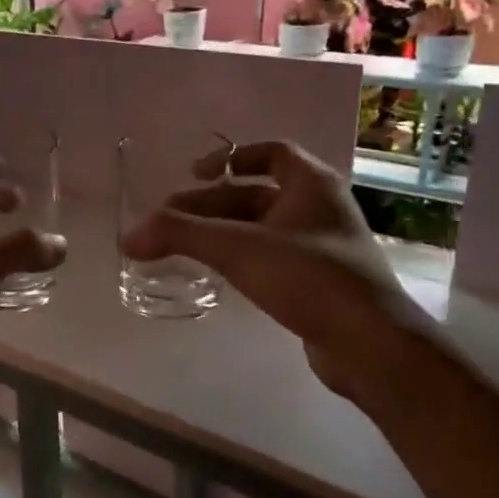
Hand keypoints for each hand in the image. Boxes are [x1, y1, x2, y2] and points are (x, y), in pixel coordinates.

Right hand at [121, 141, 437, 409]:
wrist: (370, 345)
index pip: (271, 152)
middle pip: (255, 194)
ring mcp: (322, 247)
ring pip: (261, 228)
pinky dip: (240, 258)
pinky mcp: (318, 282)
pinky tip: (217, 274)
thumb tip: (128, 236)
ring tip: (182, 247)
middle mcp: (320, 208)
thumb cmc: (309, 278)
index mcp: (312, 184)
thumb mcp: (237, 248)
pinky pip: (270, 257)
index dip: (230, 156)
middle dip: (210, 204)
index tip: (194, 172)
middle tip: (168, 221)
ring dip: (221, 232)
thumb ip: (180, 235)